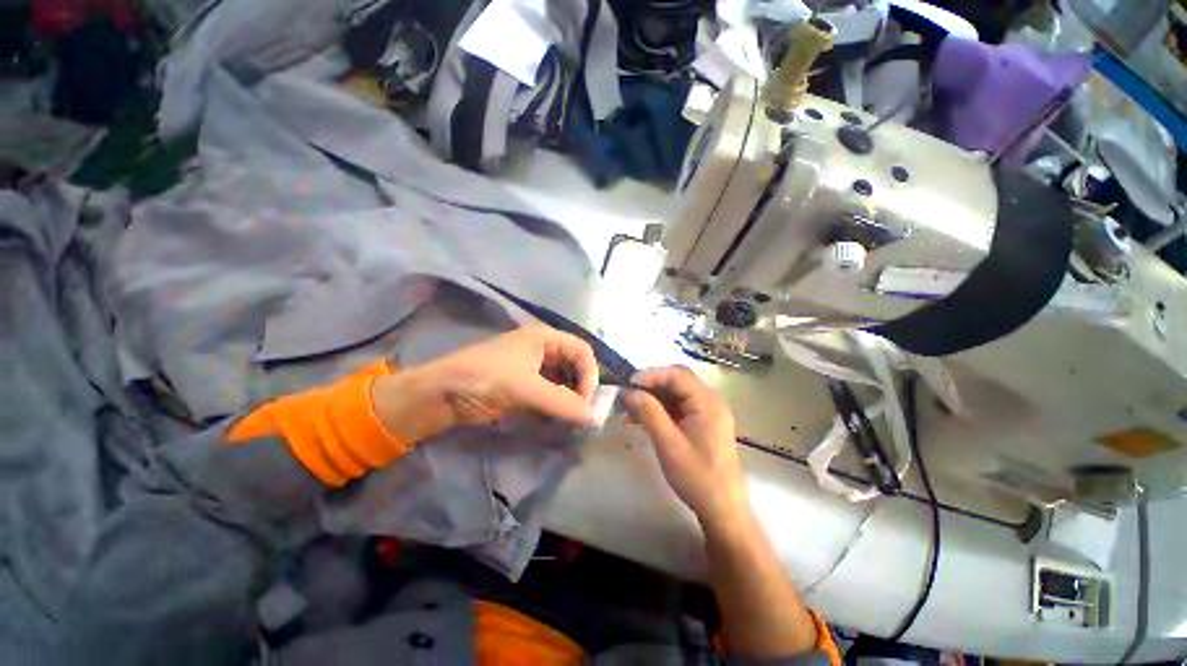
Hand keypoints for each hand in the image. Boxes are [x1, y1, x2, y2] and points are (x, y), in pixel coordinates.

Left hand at [371, 327, 598, 445]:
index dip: (590, 374)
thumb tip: (596, 418)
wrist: (440, 395)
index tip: (587, 402)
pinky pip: (550, 395)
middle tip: (584, 414)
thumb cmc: (485, 378)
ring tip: (574, 420)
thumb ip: (562, 402)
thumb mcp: (526, 388)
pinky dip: (557, 407)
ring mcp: (533, 370)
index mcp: (545, 338)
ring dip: (571, 400)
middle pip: (575, 366)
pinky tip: (560, 420)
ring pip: (564, 382)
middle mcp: (543, 351)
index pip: (582, 351)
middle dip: (582, 388)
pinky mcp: (525, 388)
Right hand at [622, 367, 749, 529]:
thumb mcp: (668, 443)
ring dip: (652, 398)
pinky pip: (678, 407)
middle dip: (650, 386)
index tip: (628, 385)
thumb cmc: (697, 477)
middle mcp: (710, 400)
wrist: (723, 510)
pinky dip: (660, 410)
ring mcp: (707, 411)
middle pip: (677, 381)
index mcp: (708, 402)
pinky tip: (642, 420)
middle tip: (627, 396)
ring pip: (675, 393)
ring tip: (629, 410)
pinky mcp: (702, 423)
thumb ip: (648, 412)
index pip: (677, 374)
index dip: (651, 375)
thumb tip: (628, 391)